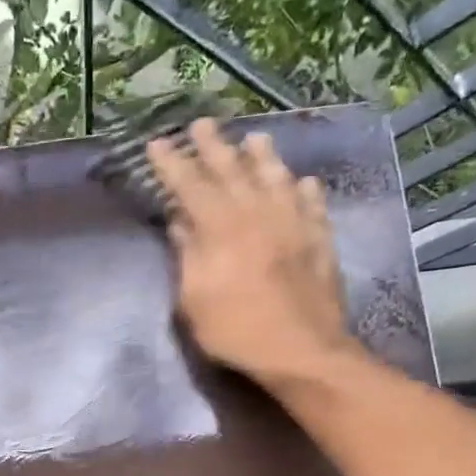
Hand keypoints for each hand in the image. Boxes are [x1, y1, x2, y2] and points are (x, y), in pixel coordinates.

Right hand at [146, 119, 350, 387]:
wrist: (300, 351)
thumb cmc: (236, 332)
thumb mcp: (194, 301)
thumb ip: (188, 256)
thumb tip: (180, 222)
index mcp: (221, 228)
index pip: (190, 185)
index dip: (171, 164)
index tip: (156, 143)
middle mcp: (257, 213)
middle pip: (232, 170)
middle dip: (213, 146)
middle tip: (201, 124)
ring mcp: (293, 222)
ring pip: (275, 177)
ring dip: (262, 156)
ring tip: (254, 138)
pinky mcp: (319, 239)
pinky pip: (312, 203)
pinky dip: (304, 189)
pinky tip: (302, 181)